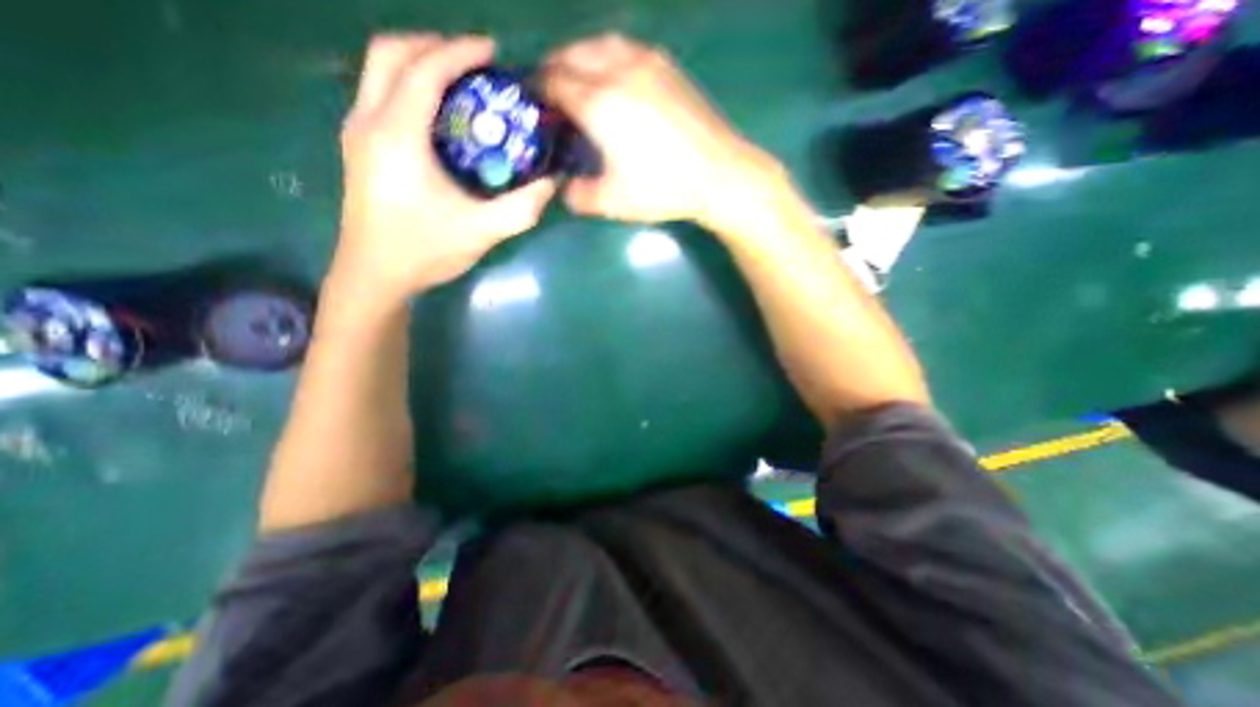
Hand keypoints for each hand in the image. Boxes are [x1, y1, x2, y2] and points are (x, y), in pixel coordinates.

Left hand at [336, 32, 554, 296]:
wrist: (375, 274)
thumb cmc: (424, 251)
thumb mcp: (481, 232)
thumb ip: (521, 208)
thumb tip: (551, 184)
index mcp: (397, 136)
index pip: (424, 71)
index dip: (459, 53)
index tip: (492, 51)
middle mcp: (368, 121)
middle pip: (390, 53)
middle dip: (433, 46)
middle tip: (474, 64)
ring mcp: (357, 132)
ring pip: (379, 70)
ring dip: (417, 63)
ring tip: (459, 83)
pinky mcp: (358, 147)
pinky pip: (379, 94)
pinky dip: (408, 86)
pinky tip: (438, 116)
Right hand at [542, 32, 778, 227]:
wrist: (717, 173)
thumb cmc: (662, 188)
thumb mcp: (614, 202)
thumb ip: (580, 196)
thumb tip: (565, 190)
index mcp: (598, 103)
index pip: (554, 81)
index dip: (538, 89)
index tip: (533, 103)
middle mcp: (617, 70)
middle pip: (572, 54)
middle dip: (554, 69)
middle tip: (552, 93)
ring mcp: (645, 63)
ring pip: (599, 43)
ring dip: (580, 56)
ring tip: (579, 80)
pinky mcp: (667, 66)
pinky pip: (626, 47)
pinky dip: (607, 55)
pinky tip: (614, 77)